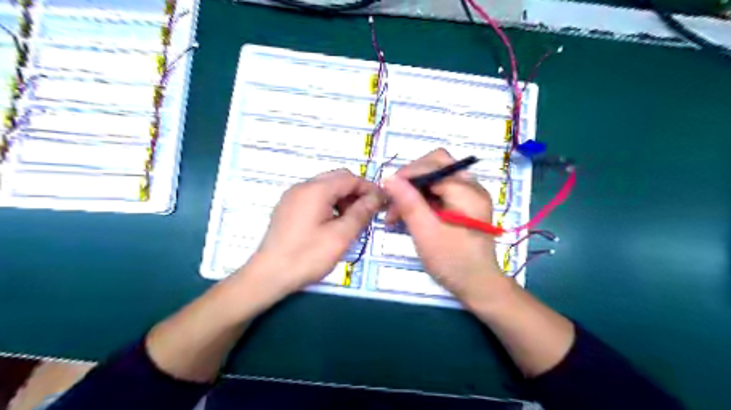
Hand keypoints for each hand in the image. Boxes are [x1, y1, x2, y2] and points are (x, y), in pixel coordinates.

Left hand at [248, 168, 382, 295]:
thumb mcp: (341, 236)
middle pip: (337, 179)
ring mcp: (292, 196)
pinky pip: (314, 197)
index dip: (369, 188)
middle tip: (368, 212)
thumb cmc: (307, 256)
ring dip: (343, 198)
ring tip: (352, 220)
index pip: (350, 178)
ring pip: (325, 187)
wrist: (268, 275)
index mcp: (316, 190)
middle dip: (356, 192)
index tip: (382, 202)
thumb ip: (361, 213)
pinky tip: (333, 222)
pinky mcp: (287, 207)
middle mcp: (302, 187)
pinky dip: (329, 203)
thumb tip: (377, 197)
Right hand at [383, 149, 510, 301]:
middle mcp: (472, 186)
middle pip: (436, 165)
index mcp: (466, 190)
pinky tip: (411, 215)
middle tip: (393, 200)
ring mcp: (470, 195)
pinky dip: (424, 199)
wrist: (478, 285)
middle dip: (411, 180)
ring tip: (397, 214)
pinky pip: (441, 191)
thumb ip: (408, 202)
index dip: (406, 175)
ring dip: (415, 190)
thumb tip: (388, 177)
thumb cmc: (452, 260)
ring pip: (436, 178)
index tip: (386, 194)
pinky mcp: (466, 205)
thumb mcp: (426, 232)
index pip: (431, 166)